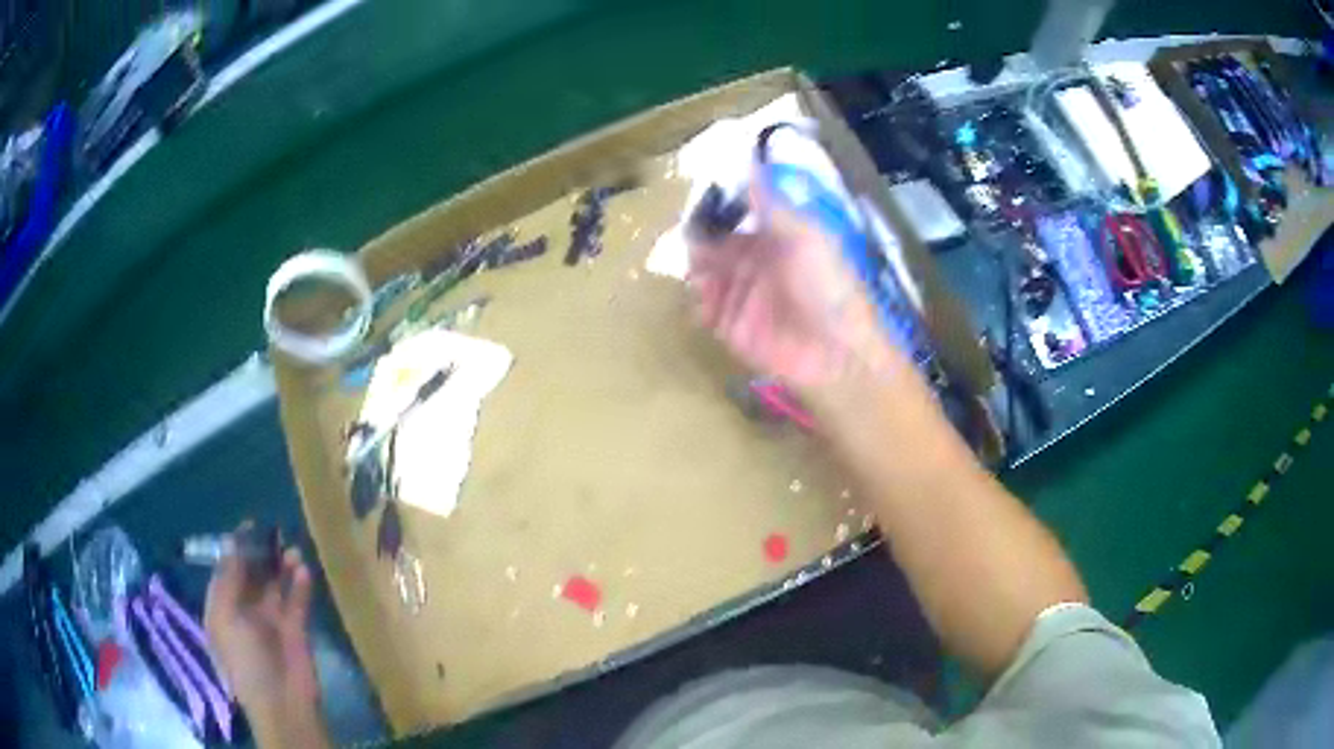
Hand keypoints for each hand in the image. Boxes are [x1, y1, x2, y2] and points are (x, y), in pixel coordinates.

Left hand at [205, 526, 325, 744]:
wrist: (282, 704)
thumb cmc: (244, 660)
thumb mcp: (226, 617)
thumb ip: (229, 579)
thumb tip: (231, 541)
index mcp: (222, 610)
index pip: (225, 571)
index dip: (234, 548)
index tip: (248, 525)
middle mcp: (244, 612)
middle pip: (251, 575)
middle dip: (259, 554)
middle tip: (273, 530)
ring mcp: (270, 622)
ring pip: (274, 586)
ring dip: (281, 567)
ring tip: (291, 548)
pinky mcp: (295, 631)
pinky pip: (296, 602)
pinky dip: (299, 586)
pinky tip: (303, 570)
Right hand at [686, 175, 895, 391]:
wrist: (837, 356)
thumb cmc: (829, 289)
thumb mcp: (805, 237)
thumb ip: (772, 203)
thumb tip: (751, 158)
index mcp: (778, 236)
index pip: (739, 212)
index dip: (719, 202)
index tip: (699, 191)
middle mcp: (756, 261)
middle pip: (715, 240)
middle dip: (700, 233)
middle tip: (688, 231)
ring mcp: (741, 294)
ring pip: (704, 270)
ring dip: (694, 263)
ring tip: (692, 261)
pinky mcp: (729, 325)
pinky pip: (702, 307)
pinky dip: (696, 299)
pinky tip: (698, 292)